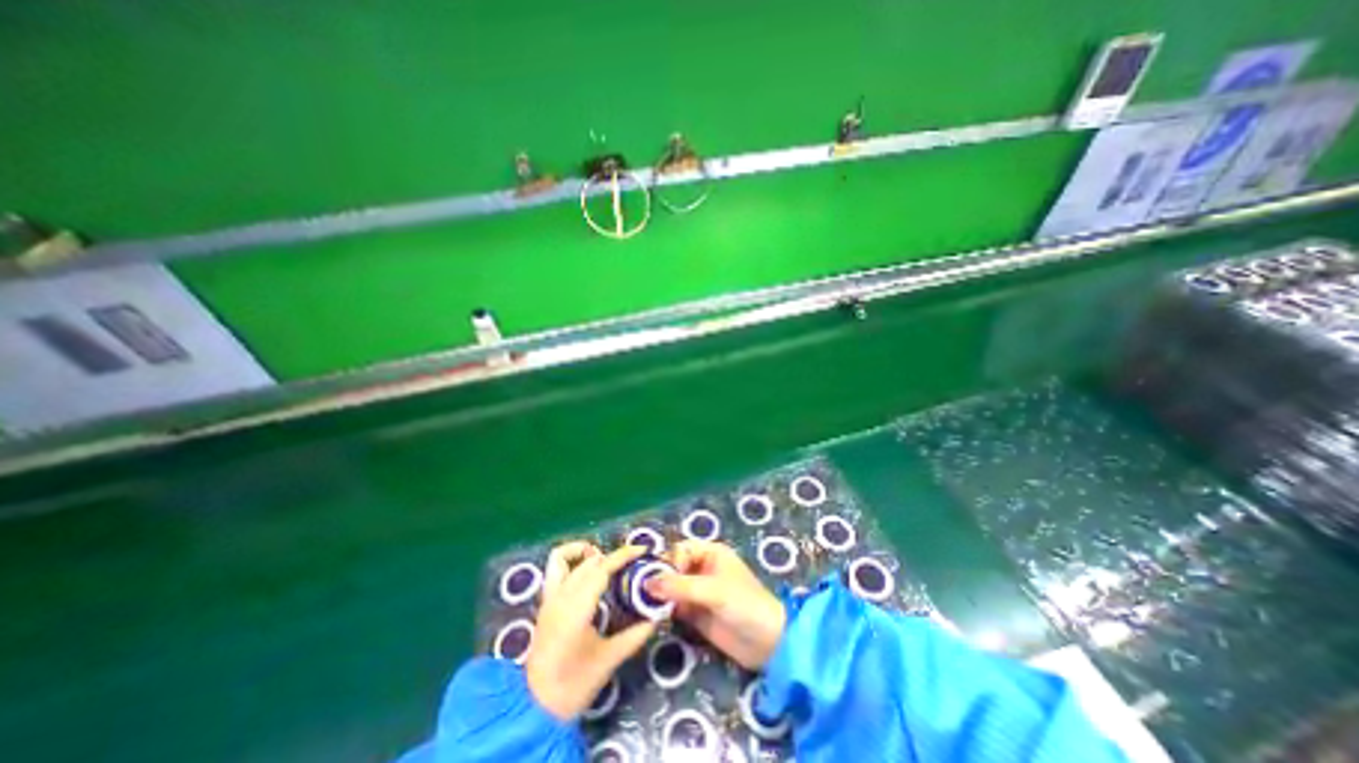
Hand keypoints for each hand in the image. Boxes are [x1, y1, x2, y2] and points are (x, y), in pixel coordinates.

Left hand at [526, 543, 658, 721]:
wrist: (535, 710)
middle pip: (588, 562)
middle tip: (632, 565)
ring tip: (605, 561)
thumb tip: (658, 615)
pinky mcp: (544, 603)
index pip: (601, 569)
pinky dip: (570, 561)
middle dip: (612, 557)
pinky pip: (554, 570)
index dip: (623, 556)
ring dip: (585, 553)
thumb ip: (635, 635)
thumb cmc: (573, 686)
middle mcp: (560, 597)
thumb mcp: (609, 660)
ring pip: (563, 558)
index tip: (641, 550)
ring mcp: (549, 598)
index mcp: (576, 609)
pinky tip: (586, 572)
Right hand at [645, 539, 785, 670]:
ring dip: (658, 594)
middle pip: (673, 566)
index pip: (681, 549)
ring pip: (671, 587)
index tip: (658, 578)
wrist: (768, 643)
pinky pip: (674, 606)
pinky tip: (650, 615)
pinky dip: (663, 609)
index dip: (668, 560)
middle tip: (641, 591)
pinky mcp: (696, 613)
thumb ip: (680, 586)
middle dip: (659, 577)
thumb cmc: (745, 605)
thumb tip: (647, 583)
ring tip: (641, 603)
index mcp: (711, 553)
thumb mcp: (714, 591)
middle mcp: (702, 568)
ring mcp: (698, 592)